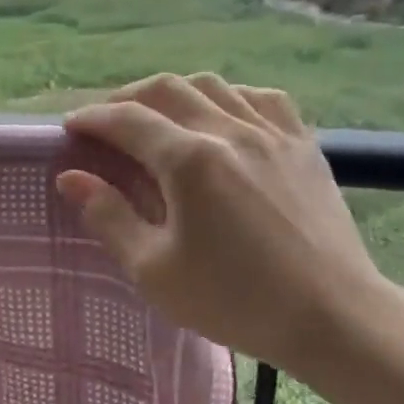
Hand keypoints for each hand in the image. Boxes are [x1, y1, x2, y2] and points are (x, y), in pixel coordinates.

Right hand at [58, 74, 403, 403]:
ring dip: (174, 93)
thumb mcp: (154, 270)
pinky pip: (260, 98)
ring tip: (158, 117)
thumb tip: (71, 177)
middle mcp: (230, 131)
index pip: (127, 120)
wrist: (333, 318)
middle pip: (167, 89)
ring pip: (213, 85)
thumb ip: (109, 216)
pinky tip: (221, 118)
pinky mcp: (303, 145)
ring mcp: (273, 133)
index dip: (92, 119)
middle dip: (126, 99)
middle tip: (106, 124)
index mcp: (190, 161)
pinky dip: (228, 98)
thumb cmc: (235, 301)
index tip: (70, 128)